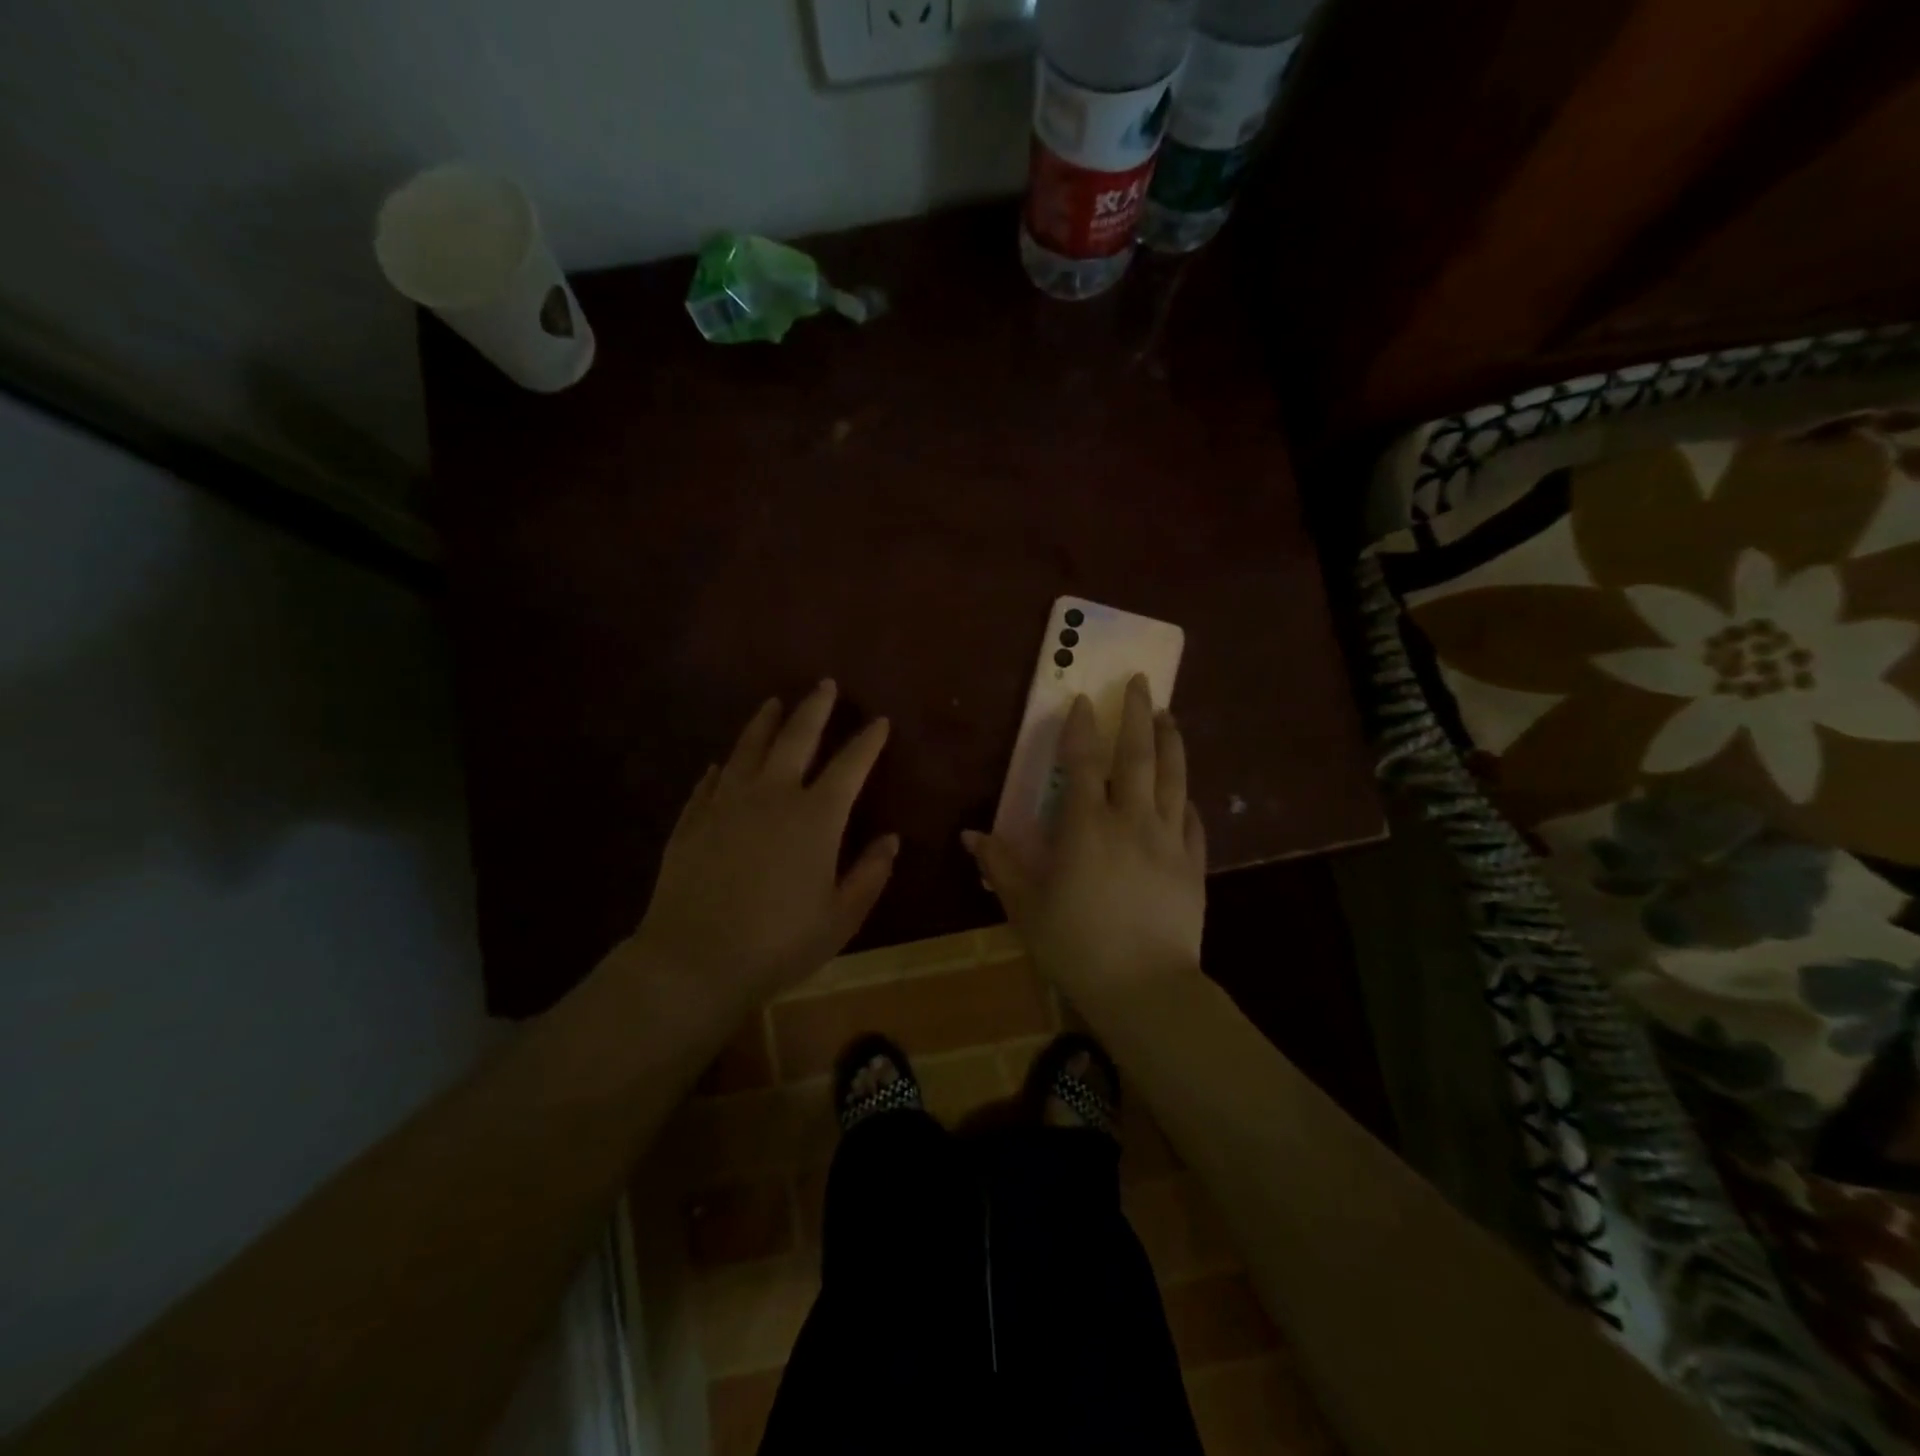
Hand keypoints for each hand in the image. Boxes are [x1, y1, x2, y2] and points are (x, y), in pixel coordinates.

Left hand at [628, 681, 897, 1009]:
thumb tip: (890, 840)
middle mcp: (773, 796)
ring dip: (765, 722)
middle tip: (823, 683)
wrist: (695, 960)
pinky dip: (721, 767)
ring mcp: (727, 804)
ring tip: (774, 703)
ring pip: (748, 748)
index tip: (879, 720)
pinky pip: (710, 782)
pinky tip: (722, 763)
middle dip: (814, 708)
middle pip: (796, 737)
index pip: (850, 765)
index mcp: (816, 817)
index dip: (867, 741)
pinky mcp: (693, 820)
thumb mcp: (841, 917)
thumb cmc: (780, 942)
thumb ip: (870, 874)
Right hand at [963, 674, 1205, 1006]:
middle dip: (1137, 714)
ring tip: (1169, 715)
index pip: (1084, 763)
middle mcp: (1131, 821)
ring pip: (1172, 778)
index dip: (1082, 728)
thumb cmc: (1075, 945)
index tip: (1083, 701)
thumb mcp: (1025, 906)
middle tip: (1140, 682)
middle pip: (1137, 756)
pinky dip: (1185, 798)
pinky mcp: (1193, 865)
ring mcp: (1168, 840)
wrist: (1144, 988)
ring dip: (1171, 741)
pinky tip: (1184, 791)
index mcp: (1086, 827)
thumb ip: (1000, 865)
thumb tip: (970, 836)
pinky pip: (1191, 820)